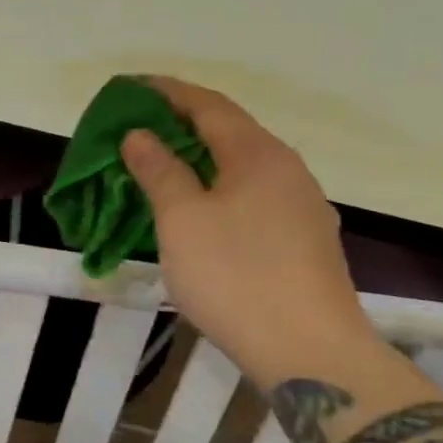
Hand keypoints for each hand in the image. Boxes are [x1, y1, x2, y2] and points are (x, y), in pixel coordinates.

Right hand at [122, 78, 378, 387]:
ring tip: (165, 168)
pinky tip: (204, 213)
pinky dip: (222, 190)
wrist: (311, 354)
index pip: (208, 105)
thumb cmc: (236, 276)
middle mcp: (288, 170)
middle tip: (140, 130)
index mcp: (258, 154)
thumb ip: (159, 170)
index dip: (168, 92)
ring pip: (244, 168)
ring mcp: (303, 207)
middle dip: (183, 126)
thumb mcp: (182, 219)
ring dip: (203, 161)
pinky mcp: (307, 242)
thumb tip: (140, 135)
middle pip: (230, 132)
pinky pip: (255, 198)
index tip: (132, 88)